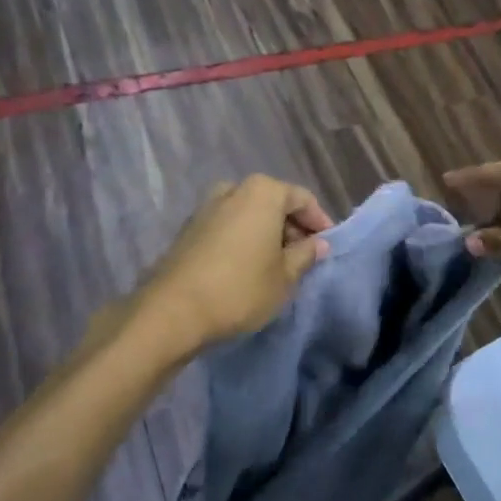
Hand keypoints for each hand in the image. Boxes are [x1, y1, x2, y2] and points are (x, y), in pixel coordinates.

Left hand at [136, 176, 332, 353]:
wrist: (172, 311)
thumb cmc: (240, 288)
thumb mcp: (285, 277)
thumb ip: (305, 255)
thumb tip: (318, 243)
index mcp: (263, 192)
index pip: (302, 199)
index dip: (319, 221)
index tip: (328, 245)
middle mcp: (234, 189)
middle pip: (274, 202)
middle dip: (292, 227)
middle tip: (304, 256)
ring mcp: (207, 207)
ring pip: (249, 214)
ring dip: (266, 234)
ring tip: (277, 264)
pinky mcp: (188, 229)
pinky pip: (228, 226)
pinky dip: (243, 239)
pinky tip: (248, 266)